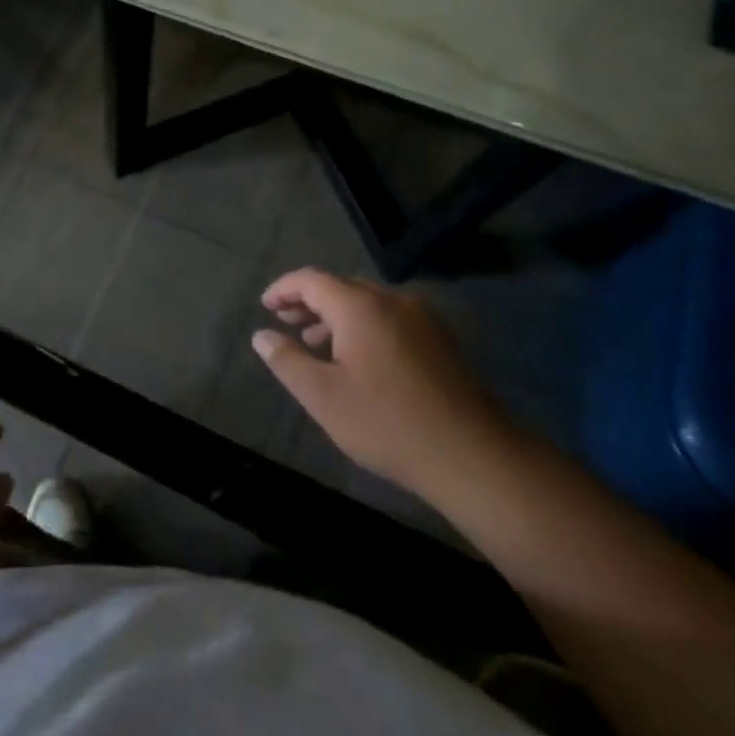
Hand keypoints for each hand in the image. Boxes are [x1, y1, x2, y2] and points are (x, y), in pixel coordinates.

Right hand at [252, 268, 518, 497]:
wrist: (472, 455)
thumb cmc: (386, 423)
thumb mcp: (323, 396)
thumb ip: (287, 361)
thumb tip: (261, 336)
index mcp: (360, 306)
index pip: (311, 280)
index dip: (284, 289)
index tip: (265, 306)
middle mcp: (392, 301)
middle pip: (341, 287)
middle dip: (309, 301)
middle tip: (286, 323)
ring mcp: (422, 319)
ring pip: (368, 304)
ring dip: (336, 316)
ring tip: (315, 342)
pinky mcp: (440, 340)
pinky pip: (390, 318)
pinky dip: (364, 327)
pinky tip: (357, 359)